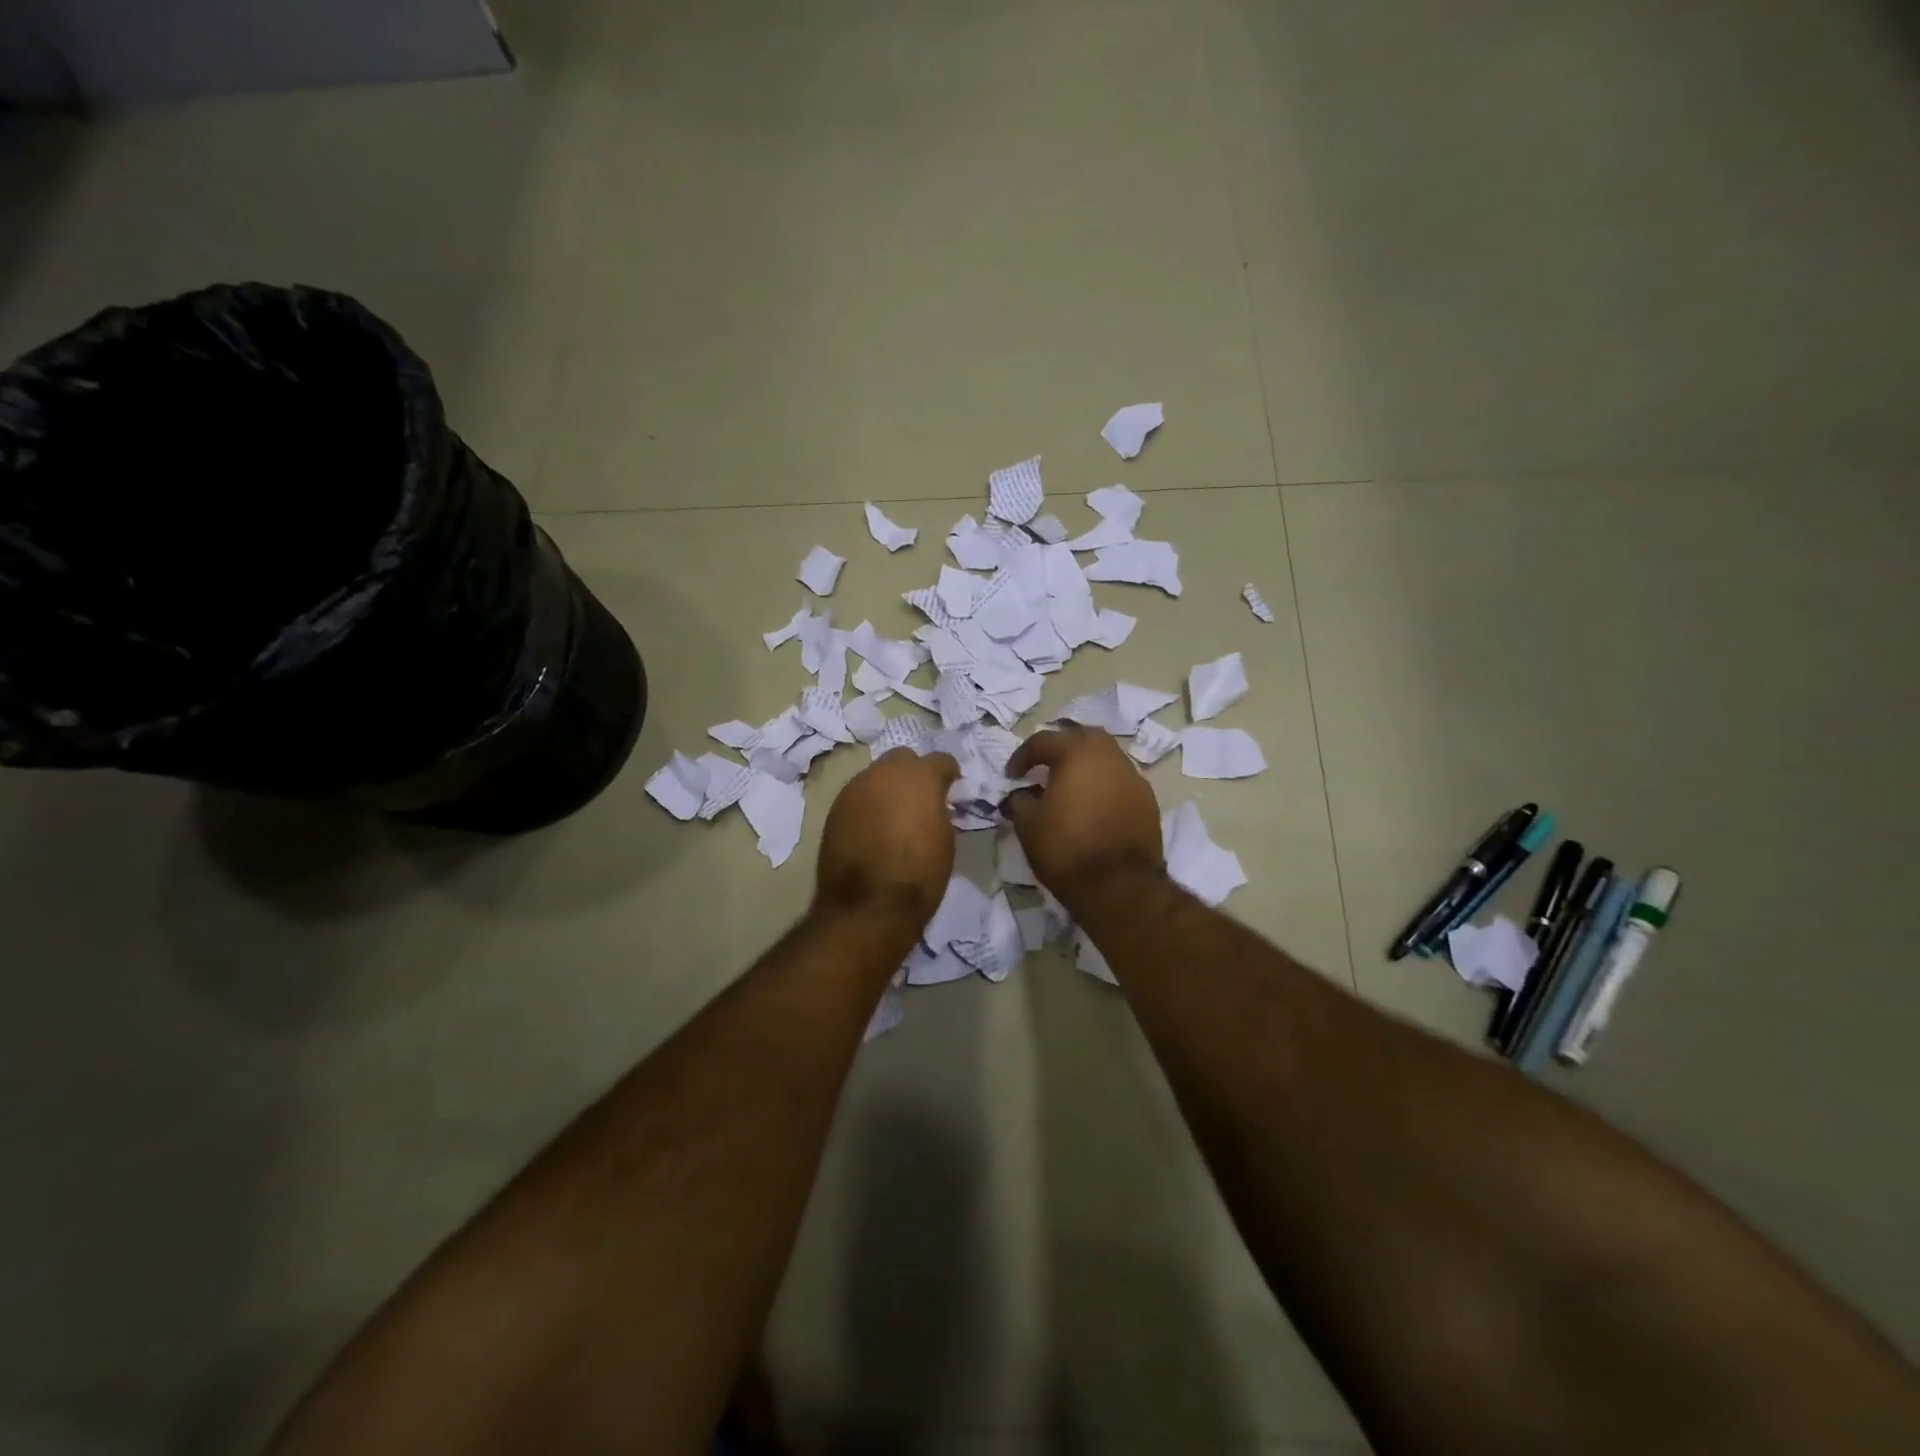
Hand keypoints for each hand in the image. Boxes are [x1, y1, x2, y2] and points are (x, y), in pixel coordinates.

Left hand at [815, 748, 960, 925]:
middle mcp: (884, 773)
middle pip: (902, 759)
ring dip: (888, 788)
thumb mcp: (945, 839)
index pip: (940, 760)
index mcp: (919, 777)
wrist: (868, 906)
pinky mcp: (835, 808)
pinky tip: (872, 829)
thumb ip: (938, 810)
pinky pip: (858, 796)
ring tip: (893, 816)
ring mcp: (855, 788)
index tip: (950, 789)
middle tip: (920, 799)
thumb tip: (931, 805)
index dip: (948, 775)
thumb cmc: (919, 874)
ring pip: (876, 776)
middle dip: (913, 773)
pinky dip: (868, 805)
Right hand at [1004, 726, 1165, 910]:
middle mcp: (1110, 757)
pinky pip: (1120, 782)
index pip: (1044, 741)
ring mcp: (1134, 778)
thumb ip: (1020, 801)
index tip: (1011, 776)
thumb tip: (1021, 794)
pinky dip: (1104, 786)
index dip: (1022, 756)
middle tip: (1045, 767)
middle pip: (1083, 738)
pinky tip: (1093, 807)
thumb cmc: (1067, 849)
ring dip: (1086, 766)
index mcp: (1078, 754)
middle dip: (1061, 747)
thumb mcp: (1028, 825)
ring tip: (1069, 788)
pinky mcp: (1148, 802)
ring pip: (1106, 758)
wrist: (1119, 886)